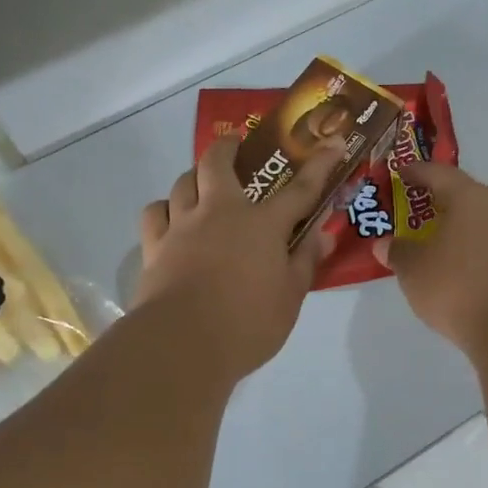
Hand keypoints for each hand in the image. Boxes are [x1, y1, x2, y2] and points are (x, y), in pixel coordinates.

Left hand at [135, 135, 338, 380]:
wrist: (183, 343)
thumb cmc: (248, 323)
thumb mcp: (290, 298)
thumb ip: (305, 262)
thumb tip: (323, 236)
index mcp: (262, 224)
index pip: (299, 189)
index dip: (319, 166)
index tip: (332, 144)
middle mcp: (219, 212)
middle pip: (217, 163)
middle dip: (228, 147)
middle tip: (235, 145)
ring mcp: (182, 226)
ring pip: (182, 182)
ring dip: (194, 176)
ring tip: (201, 184)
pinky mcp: (155, 246)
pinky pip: (155, 212)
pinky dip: (164, 208)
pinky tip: (171, 218)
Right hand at [374, 162, 487, 355]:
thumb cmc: (459, 289)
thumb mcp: (414, 272)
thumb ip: (398, 253)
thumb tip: (384, 244)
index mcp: (470, 196)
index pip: (439, 173)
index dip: (417, 172)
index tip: (402, 174)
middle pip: (472, 193)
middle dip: (449, 201)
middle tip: (430, 215)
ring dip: (471, 226)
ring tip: (451, 246)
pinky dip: (487, 248)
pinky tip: (474, 269)